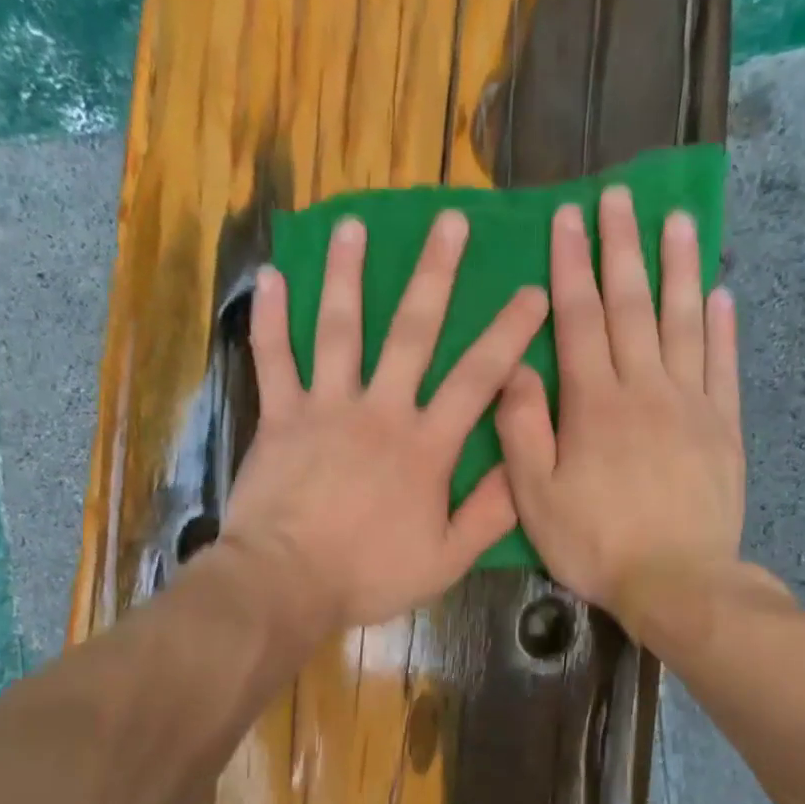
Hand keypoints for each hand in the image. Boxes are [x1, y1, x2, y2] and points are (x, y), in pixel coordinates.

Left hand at [221, 210, 549, 636]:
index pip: (477, 378)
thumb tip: (524, 468)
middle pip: (412, 332)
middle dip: (435, 273)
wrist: (285, 583)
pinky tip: (272, 277)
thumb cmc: (368, 574)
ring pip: (339, 329)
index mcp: (425, 445)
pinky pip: (273, 359)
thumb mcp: (446, 559)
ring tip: (354, 225)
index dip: (508, 333)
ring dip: (348, 274)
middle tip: (449, 220)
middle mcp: (380, 410)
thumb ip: (490, 513)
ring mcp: (325, 407)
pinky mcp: (279, 416)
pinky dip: (271, 318)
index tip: (532, 292)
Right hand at [495, 186, 748, 623]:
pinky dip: (722, 326)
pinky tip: (720, 294)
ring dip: (680, 268)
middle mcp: (645, 389)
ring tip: (679, 220)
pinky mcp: (724, 426)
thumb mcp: (536, 497)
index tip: (568, 219)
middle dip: (622, 248)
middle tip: (621, 197)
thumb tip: (515, 367)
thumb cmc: (596, 543)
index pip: (579, 319)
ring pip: (684, 321)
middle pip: (633, 305)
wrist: (678, 582)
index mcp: (594, 404)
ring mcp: (692, 403)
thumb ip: (523, 429)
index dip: (571, 267)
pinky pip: (724, 364)